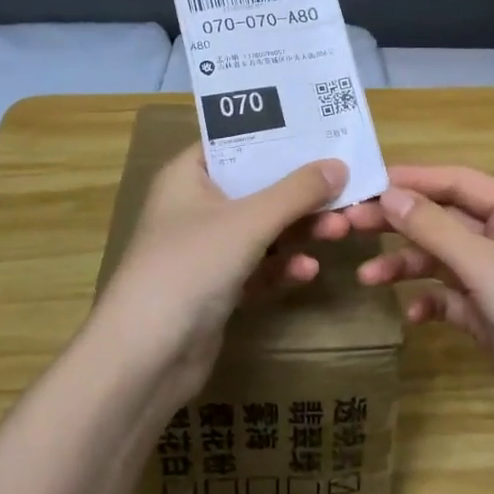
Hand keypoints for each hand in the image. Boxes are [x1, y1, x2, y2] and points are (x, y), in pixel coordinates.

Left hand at [94, 143, 352, 403]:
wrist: (146, 357)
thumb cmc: (191, 266)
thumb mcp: (248, 222)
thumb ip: (296, 192)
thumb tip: (339, 164)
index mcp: (188, 177)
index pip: (236, 143)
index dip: (278, 138)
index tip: (323, 135)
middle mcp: (195, 207)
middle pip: (257, 187)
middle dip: (301, 193)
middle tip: (347, 192)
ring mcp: (205, 250)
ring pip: (262, 229)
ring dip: (299, 230)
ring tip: (341, 230)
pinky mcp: (217, 289)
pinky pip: (258, 267)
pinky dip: (282, 266)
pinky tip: (308, 271)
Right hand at [344, 166, 493, 470]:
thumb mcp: (486, 269)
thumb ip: (435, 228)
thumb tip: (389, 193)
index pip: (461, 182)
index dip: (414, 178)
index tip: (366, 182)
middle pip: (447, 219)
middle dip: (401, 222)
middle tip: (351, 224)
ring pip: (444, 260)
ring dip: (407, 265)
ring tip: (367, 277)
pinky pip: (452, 298)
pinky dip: (429, 301)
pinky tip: (412, 316)